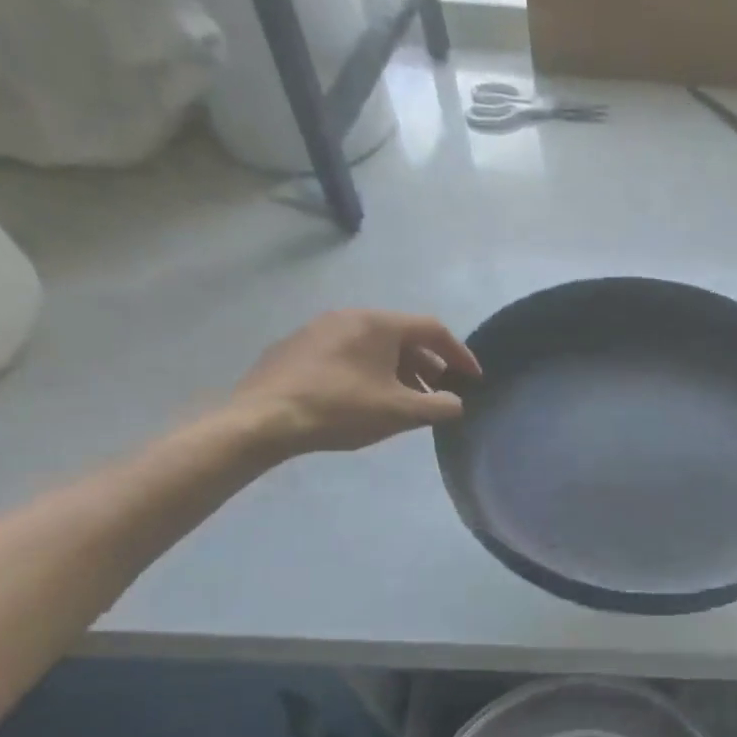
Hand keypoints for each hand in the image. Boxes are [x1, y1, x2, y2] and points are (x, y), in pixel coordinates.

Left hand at [228, 310, 480, 456]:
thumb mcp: (400, 412)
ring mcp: (318, 329)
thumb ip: (438, 406)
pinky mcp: (296, 348)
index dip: (459, 354)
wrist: (262, 419)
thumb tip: (456, 403)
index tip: (473, 378)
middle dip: (428, 365)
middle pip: (403, 336)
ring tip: (406, 400)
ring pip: (373, 345)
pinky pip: (347, 353)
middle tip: (440, 392)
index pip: (433, 330)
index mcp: (378, 324)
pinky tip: (366, 398)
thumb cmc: (341, 409)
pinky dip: (369, 370)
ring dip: (399, 370)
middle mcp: (349, 316)